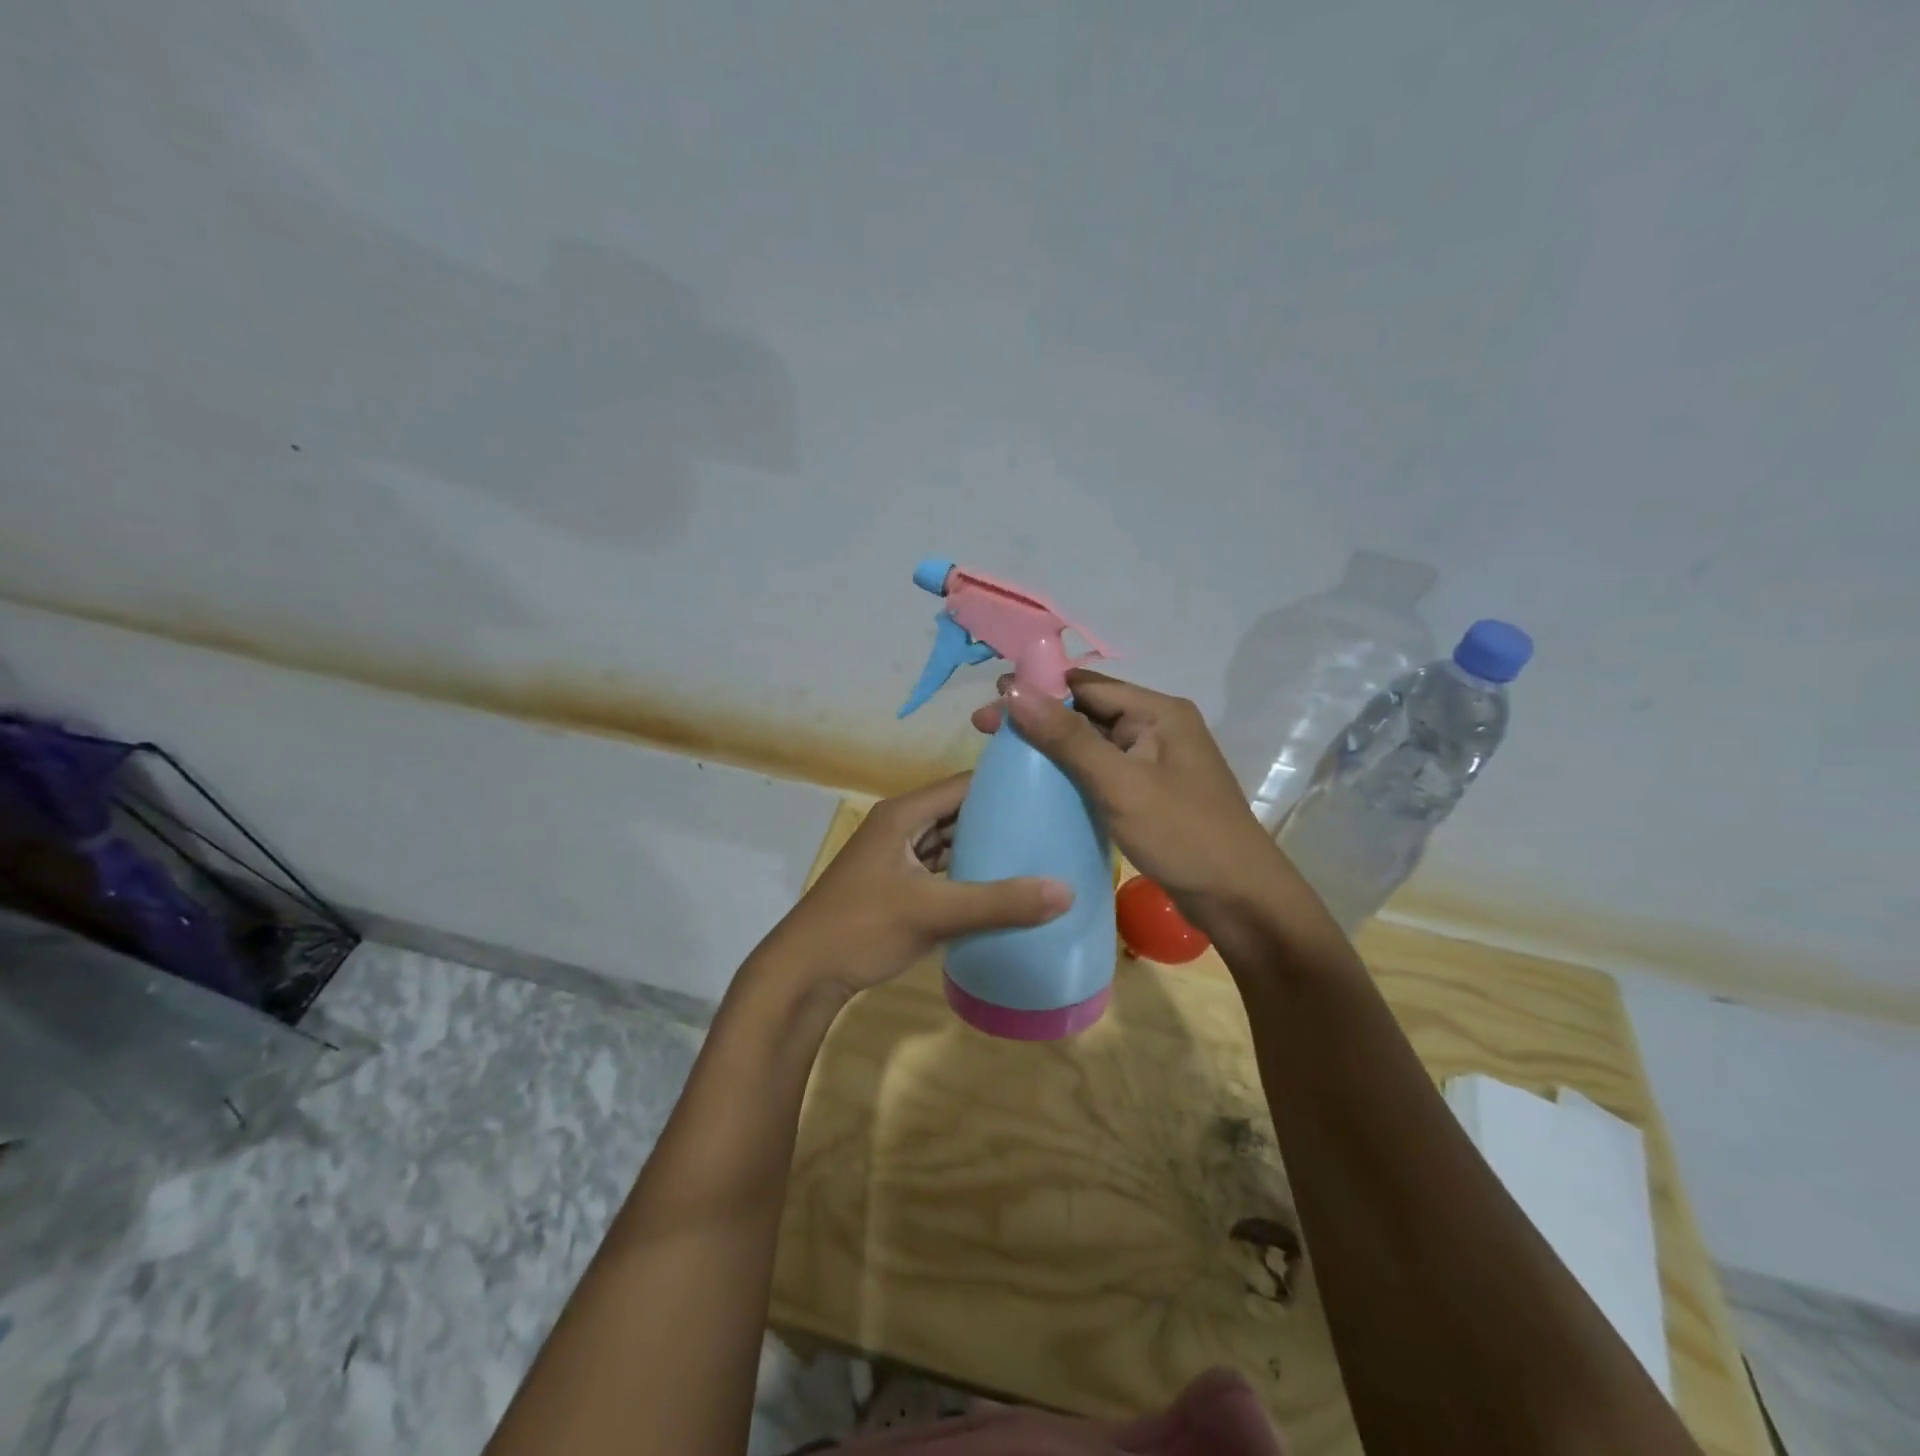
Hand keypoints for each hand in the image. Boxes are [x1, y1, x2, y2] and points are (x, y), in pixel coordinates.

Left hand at [755, 772, 1072, 1002]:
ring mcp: (896, 859)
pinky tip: (1001, 888)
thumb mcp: (933, 912)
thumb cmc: (861, 928)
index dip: (1003, 785)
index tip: (1049, 792)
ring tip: (1037, 853)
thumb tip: (1066, 891)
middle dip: (1000, 819)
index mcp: (902, 815)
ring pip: (949, 843)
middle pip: (958, 813)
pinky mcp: (896, 887)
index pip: (962, 785)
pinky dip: (967, 875)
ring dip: (984, 849)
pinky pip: (941, 870)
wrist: (803, 974)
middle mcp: (899, 828)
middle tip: (1051, 825)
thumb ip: (998, 903)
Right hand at [971, 671, 1288, 931]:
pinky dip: (1071, 773)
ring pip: (1093, 744)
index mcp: (1159, 712)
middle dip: (1039, 718)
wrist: (1240, 900)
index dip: (1038, 689)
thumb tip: (1014, 690)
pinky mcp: (1151, 794)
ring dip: (1052, 746)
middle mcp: (1159, 728)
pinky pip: (1103, 771)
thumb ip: (1067, 738)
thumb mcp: (1120, 783)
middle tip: (985, 729)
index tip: (992, 701)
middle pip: (1088, 712)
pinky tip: (1041, 785)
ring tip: (1004, 755)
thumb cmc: (1183, 835)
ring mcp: (1156, 763)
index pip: (1087, 685)